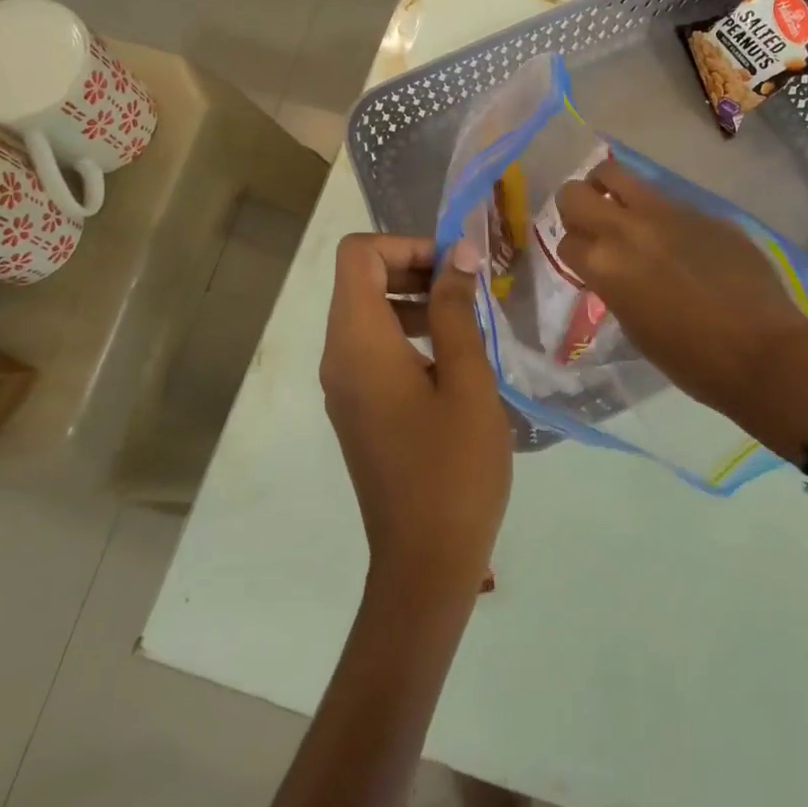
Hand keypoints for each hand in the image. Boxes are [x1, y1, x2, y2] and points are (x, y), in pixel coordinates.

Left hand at [320, 234, 511, 602]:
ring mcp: (343, 386)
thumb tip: (457, 255)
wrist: (424, 562)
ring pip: (368, 314)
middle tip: (469, 284)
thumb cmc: (453, 468)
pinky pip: (373, 348)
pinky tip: (454, 357)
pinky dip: (408, 334)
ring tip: (469, 317)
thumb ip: (456, 310)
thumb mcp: (466, 380)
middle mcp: (337, 356)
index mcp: (357, 343)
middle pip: (359, 280)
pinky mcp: (357, 409)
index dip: (405, 244)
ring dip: (414, 300)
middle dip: (413, 267)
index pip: (357, 255)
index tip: (454, 264)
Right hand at [554, 159, 807, 428]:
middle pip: (574, 193)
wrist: (763, 352)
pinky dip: (659, 214)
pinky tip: (681, 242)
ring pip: (617, 174)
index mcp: (605, 264)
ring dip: (610, 192)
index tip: (585, 264)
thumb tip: (613, 267)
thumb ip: (613, 284)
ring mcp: (668, 212)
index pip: (565, 241)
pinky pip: (666, 200)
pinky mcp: (703, 210)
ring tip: (626, 217)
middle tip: (592, 228)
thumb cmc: (690, 359)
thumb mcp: (633, 326)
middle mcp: (628, 228)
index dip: (574, 253)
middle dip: (575, 208)